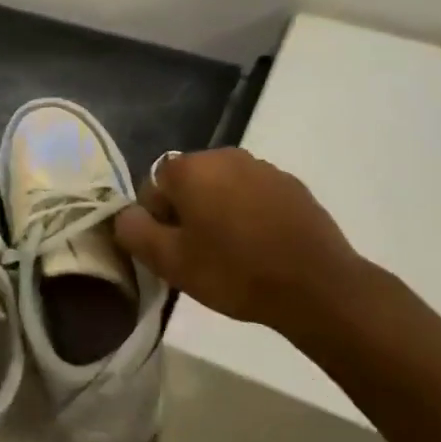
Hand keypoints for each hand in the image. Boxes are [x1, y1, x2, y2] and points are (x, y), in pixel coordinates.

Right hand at [113, 148, 371, 345]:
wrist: (316, 285)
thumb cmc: (234, 271)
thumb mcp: (170, 262)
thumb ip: (134, 232)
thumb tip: (124, 215)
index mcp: (190, 168)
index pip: (153, 186)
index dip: (156, 221)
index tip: (172, 251)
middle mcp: (225, 156)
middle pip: (189, 183)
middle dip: (187, 213)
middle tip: (198, 255)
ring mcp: (262, 168)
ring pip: (223, 188)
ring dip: (218, 212)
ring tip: (231, 253)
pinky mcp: (291, 185)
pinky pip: (254, 195)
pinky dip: (249, 214)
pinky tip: (260, 247)